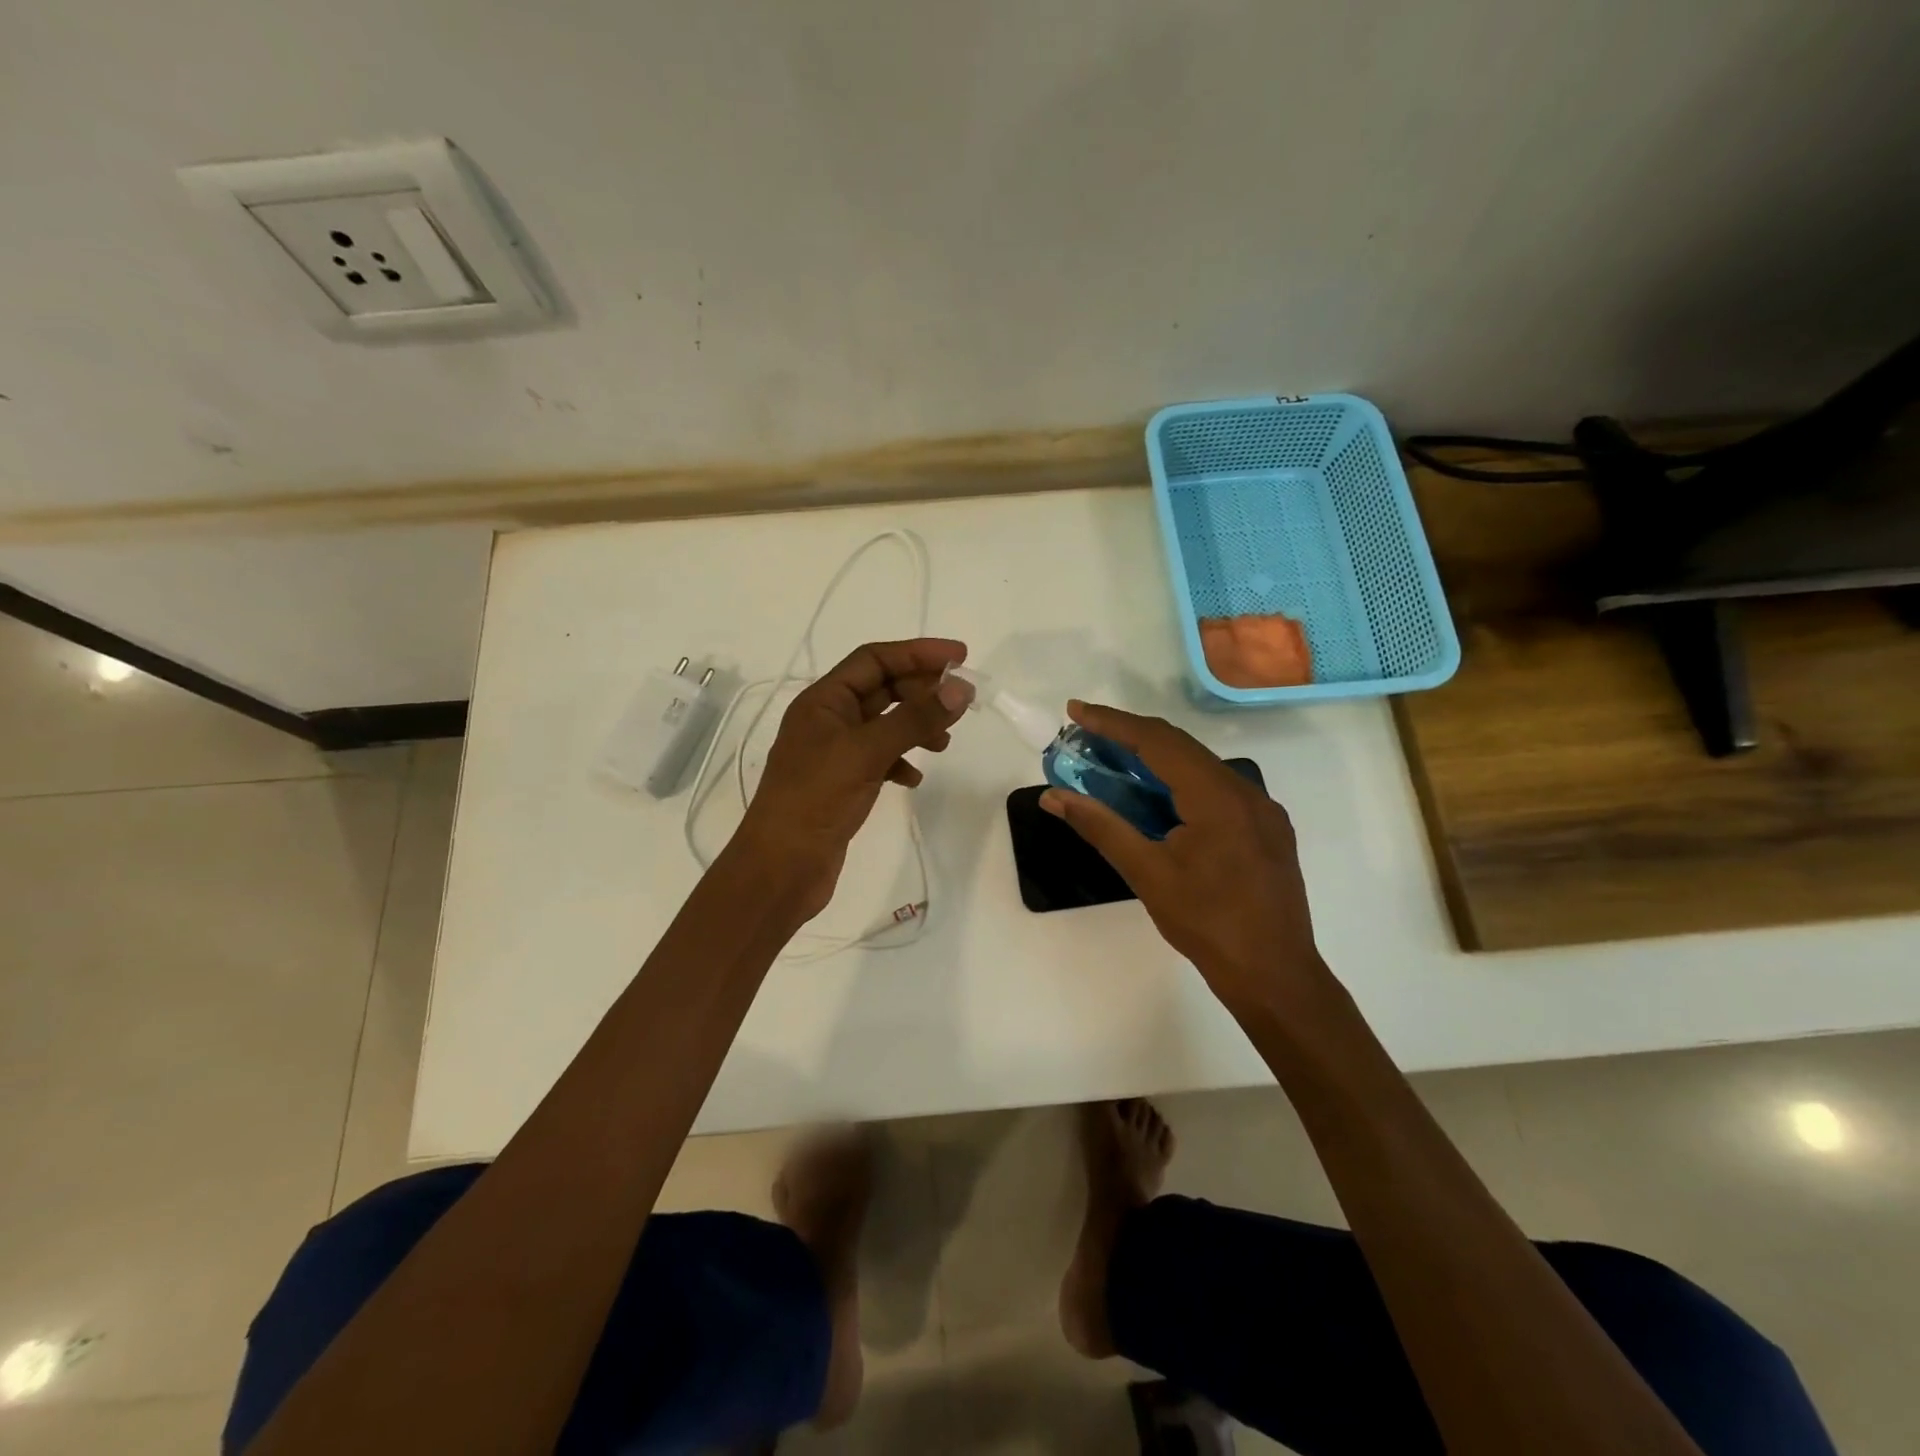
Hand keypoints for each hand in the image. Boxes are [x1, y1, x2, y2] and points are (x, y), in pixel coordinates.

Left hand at [732, 638, 969, 918]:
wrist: (781, 868)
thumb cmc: (815, 800)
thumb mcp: (866, 751)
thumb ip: (914, 718)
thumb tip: (960, 688)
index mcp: (822, 701)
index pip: (874, 659)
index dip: (918, 653)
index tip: (961, 657)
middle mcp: (827, 720)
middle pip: (882, 689)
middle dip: (921, 691)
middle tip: (961, 703)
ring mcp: (834, 753)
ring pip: (884, 725)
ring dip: (916, 726)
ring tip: (943, 743)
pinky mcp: (842, 783)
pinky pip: (880, 759)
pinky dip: (901, 761)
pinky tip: (914, 778)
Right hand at [1040, 701, 1326, 1011]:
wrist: (1275, 975)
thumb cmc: (1207, 924)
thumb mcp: (1147, 873)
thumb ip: (1100, 826)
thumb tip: (1054, 796)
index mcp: (1217, 797)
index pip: (1158, 741)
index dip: (1113, 723)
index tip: (1075, 712)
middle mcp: (1245, 791)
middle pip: (1180, 747)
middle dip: (1130, 737)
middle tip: (1087, 737)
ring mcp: (1261, 810)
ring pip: (1200, 767)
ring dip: (1155, 760)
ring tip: (1114, 764)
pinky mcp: (1266, 829)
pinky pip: (1216, 789)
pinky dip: (1180, 782)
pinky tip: (1158, 800)